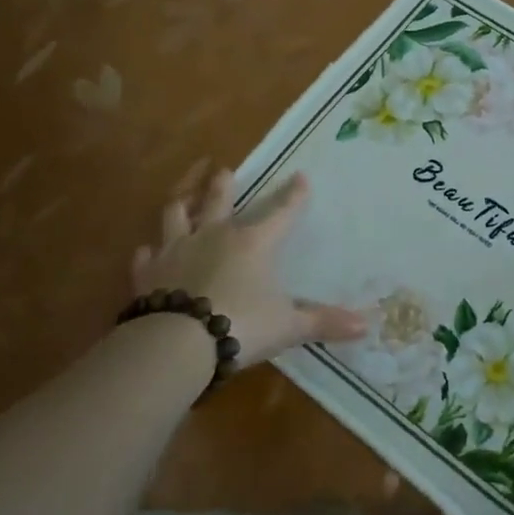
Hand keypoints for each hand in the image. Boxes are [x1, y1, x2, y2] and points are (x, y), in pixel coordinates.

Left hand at [130, 169, 366, 370]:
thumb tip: (367, 325)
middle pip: (218, 200)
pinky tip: (147, 252)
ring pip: (175, 216)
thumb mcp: (289, 326)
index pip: (281, 212)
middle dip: (223, 184)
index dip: (293, 195)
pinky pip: (146, 257)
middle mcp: (214, 236)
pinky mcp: (147, 274)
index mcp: (253, 243)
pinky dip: (148, 254)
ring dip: (181, 204)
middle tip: (222, 170)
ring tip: (183, 196)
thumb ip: (324, 322)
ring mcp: (176, 251)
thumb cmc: (242, 325)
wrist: (177, 343)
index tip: (300, 177)